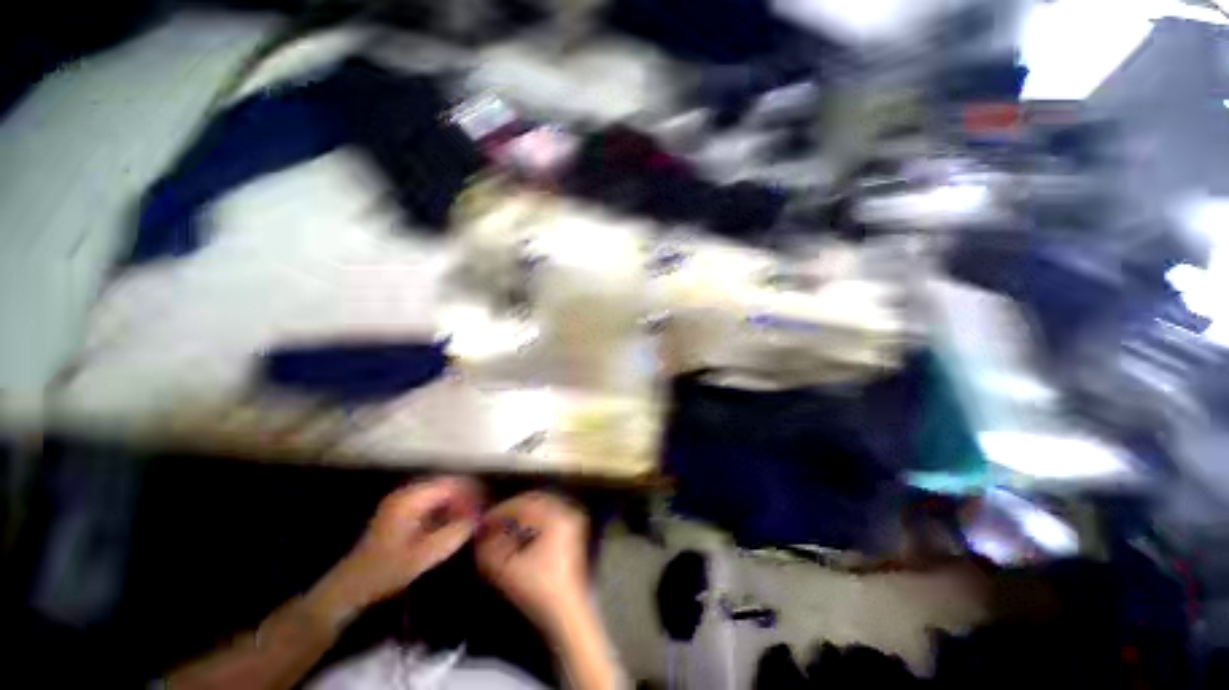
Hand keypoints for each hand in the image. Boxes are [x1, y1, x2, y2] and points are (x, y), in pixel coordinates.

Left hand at [321, 477, 481, 615]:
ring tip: (472, 521)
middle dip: (467, 498)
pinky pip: (434, 505)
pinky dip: (447, 512)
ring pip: (442, 495)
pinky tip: (455, 526)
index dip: (471, 493)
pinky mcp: (404, 514)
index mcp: (410, 499)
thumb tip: (480, 518)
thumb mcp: (421, 557)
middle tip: (482, 516)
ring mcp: (404, 503)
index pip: (450, 484)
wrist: (348, 590)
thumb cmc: (383, 572)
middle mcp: (407, 494)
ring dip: (458, 505)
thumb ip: (452, 534)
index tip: (485, 509)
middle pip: (447, 486)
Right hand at [475, 492, 589, 633]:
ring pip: (541, 507)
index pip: (522, 503)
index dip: (500, 511)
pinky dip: (532, 520)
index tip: (483, 521)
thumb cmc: (538, 590)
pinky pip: (549, 515)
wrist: (567, 613)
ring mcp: (572, 520)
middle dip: (511, 511)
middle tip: (492, 523)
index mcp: (555, 516)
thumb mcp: (507, 569)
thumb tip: (480, 532)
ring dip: (521, 515)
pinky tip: (520, 534)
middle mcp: (567, 511)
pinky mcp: (572, 531)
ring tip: (503, 528)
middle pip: (533, 501)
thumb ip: (489, 547)